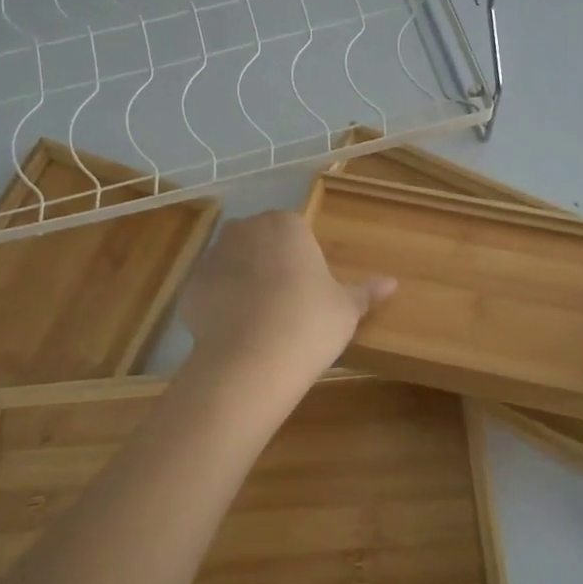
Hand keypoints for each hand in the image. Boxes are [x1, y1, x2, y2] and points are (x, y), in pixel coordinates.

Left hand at [180, 212, 394, 379]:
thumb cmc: (310, 322)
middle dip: (270, 264)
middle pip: (260, 242)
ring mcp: (212, 256)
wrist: (252, 359)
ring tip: (259, 320)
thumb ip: (365, 292)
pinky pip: (210, 290)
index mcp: (285, 224)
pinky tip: (235, 332)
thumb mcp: (346, 308)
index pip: (295, 231)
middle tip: (287, 302)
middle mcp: (244, 230)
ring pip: (232, 263)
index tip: (309, 289)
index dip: (303, 260)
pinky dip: (219, 305)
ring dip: (243, 282)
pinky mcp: (190, 287)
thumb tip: (393, 282)